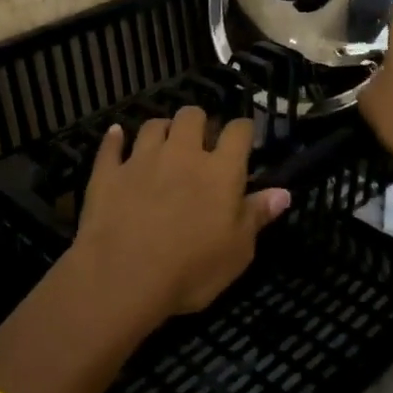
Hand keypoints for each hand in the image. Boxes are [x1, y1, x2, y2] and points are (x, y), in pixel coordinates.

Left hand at [71, 107, 290, 323]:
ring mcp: (142, 160)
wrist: (123, 277)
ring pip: (154, 125)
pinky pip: (111, 146)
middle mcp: (182, 154)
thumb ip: (257, 216)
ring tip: (164, 144)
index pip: (238, 131)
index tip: (244, 139)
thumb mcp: (238, 252)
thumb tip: (283, 192)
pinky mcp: (108, 173)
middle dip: (199, 122)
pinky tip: (116, 136)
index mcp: (220, 171)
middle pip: (192, 115)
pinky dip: (115, 139)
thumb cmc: (191, 269)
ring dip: (162, 130)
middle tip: (201, 143)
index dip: (243, 130)